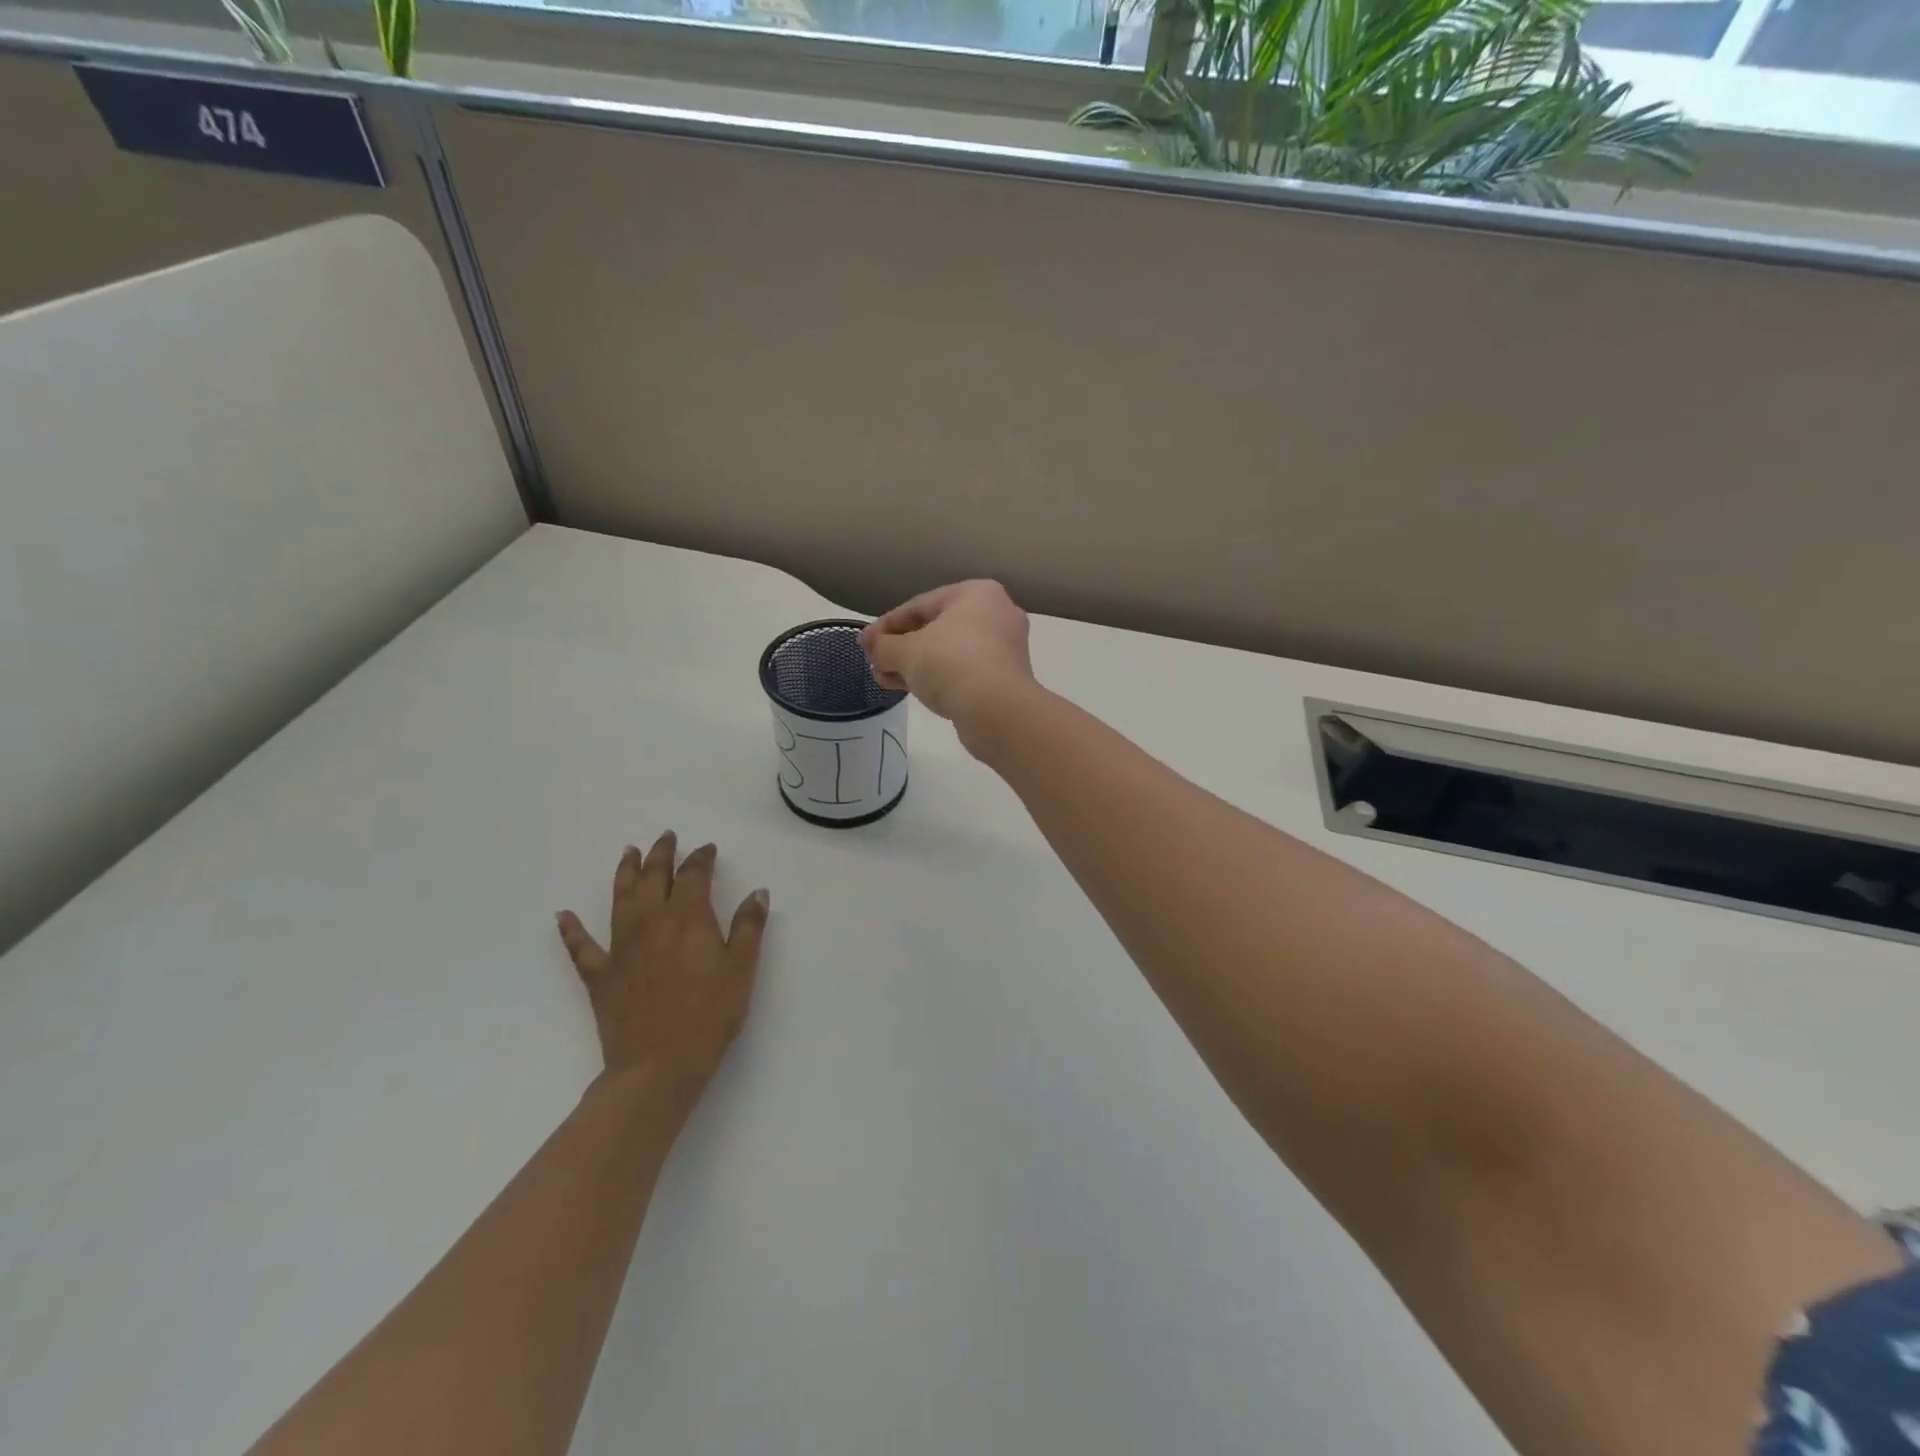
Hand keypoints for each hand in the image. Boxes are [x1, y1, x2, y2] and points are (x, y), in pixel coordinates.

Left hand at [556, 833, 768, 1106]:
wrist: (658, 1066)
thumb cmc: (709, 1015)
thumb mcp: (741, 970)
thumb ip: (748, 927)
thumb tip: (757, 891)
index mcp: (688, 919)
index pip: (694, 876)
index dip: (701, 858)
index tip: (707, 849)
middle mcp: (652, 923)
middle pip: (654, 878)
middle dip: (662, 855)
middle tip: (666, 837)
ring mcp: (621, 948)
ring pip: (620, 899)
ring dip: (625, 873)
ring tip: (628, 853)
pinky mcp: (600, 976)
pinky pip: (581, 948)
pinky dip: (571, 931)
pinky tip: (563, 917)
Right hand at [860, 581, 1034, 733]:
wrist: (997, 711)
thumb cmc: (951, 665)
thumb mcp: (906, 652)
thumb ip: (883, 646)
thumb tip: (872, 648)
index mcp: (976, 593)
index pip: (919, 605)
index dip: (885, 625)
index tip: (864, 643)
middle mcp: (996, 613)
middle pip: (935, 628)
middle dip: (901, 647)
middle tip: (875, 663)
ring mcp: (1005, 647)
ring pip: (949, 652)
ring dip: (915, 665)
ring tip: (886, 680)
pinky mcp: (1006, 677)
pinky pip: (964, 670)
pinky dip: (938, 677)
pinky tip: (913, 690)